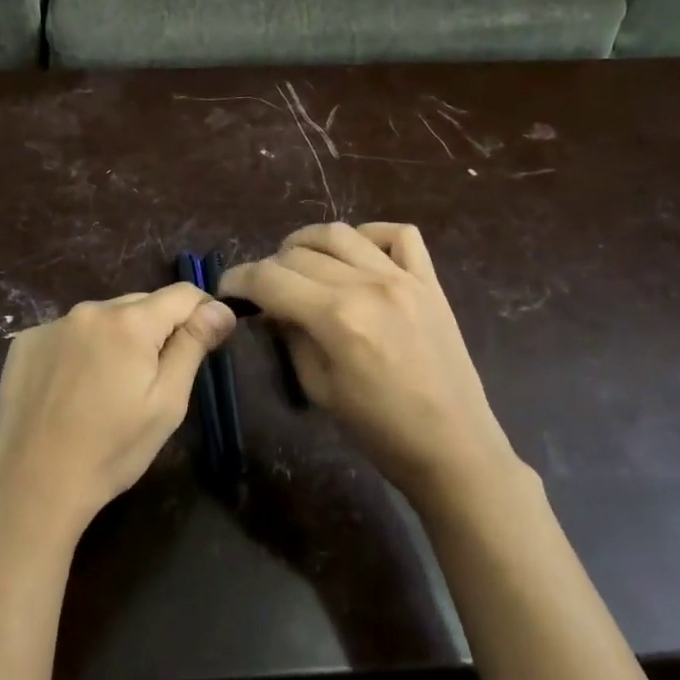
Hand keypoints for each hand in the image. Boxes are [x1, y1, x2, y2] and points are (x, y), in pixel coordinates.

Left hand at [0, 283, 235, 548]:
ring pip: (104, 318)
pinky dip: (81, 349)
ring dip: (118, 338)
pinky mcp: (25, 343)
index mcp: (129, 323)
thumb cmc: (112, 450)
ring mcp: (52, 325)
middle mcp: (89, 310)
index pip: (182, 294)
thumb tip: (220, 308)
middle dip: (158, 329)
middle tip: (155, 378)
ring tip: (111, 387)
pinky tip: (74, 388)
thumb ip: (192, 346)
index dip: (203, 311)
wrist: (32, 485)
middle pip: (141, 304)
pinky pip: (69, 333)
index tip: (209, 340)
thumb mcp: (166, 403)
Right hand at [219, 223, 520, 508]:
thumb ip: (292, 337)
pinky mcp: (430, 282)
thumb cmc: (380, 430)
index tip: (227, 289)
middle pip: (300, 253)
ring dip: (308, 242)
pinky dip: (370, 235)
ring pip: (341, 233)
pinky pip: (399, 235)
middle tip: (264, 289)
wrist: (453, 446)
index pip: (270, 278)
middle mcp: (368, 285)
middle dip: (270, 267)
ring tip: (298, 262)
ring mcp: (403, 278)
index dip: (239, 279)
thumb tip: (272, 308)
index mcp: (337, 318)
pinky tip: (357, 254)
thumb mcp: (319, 388)